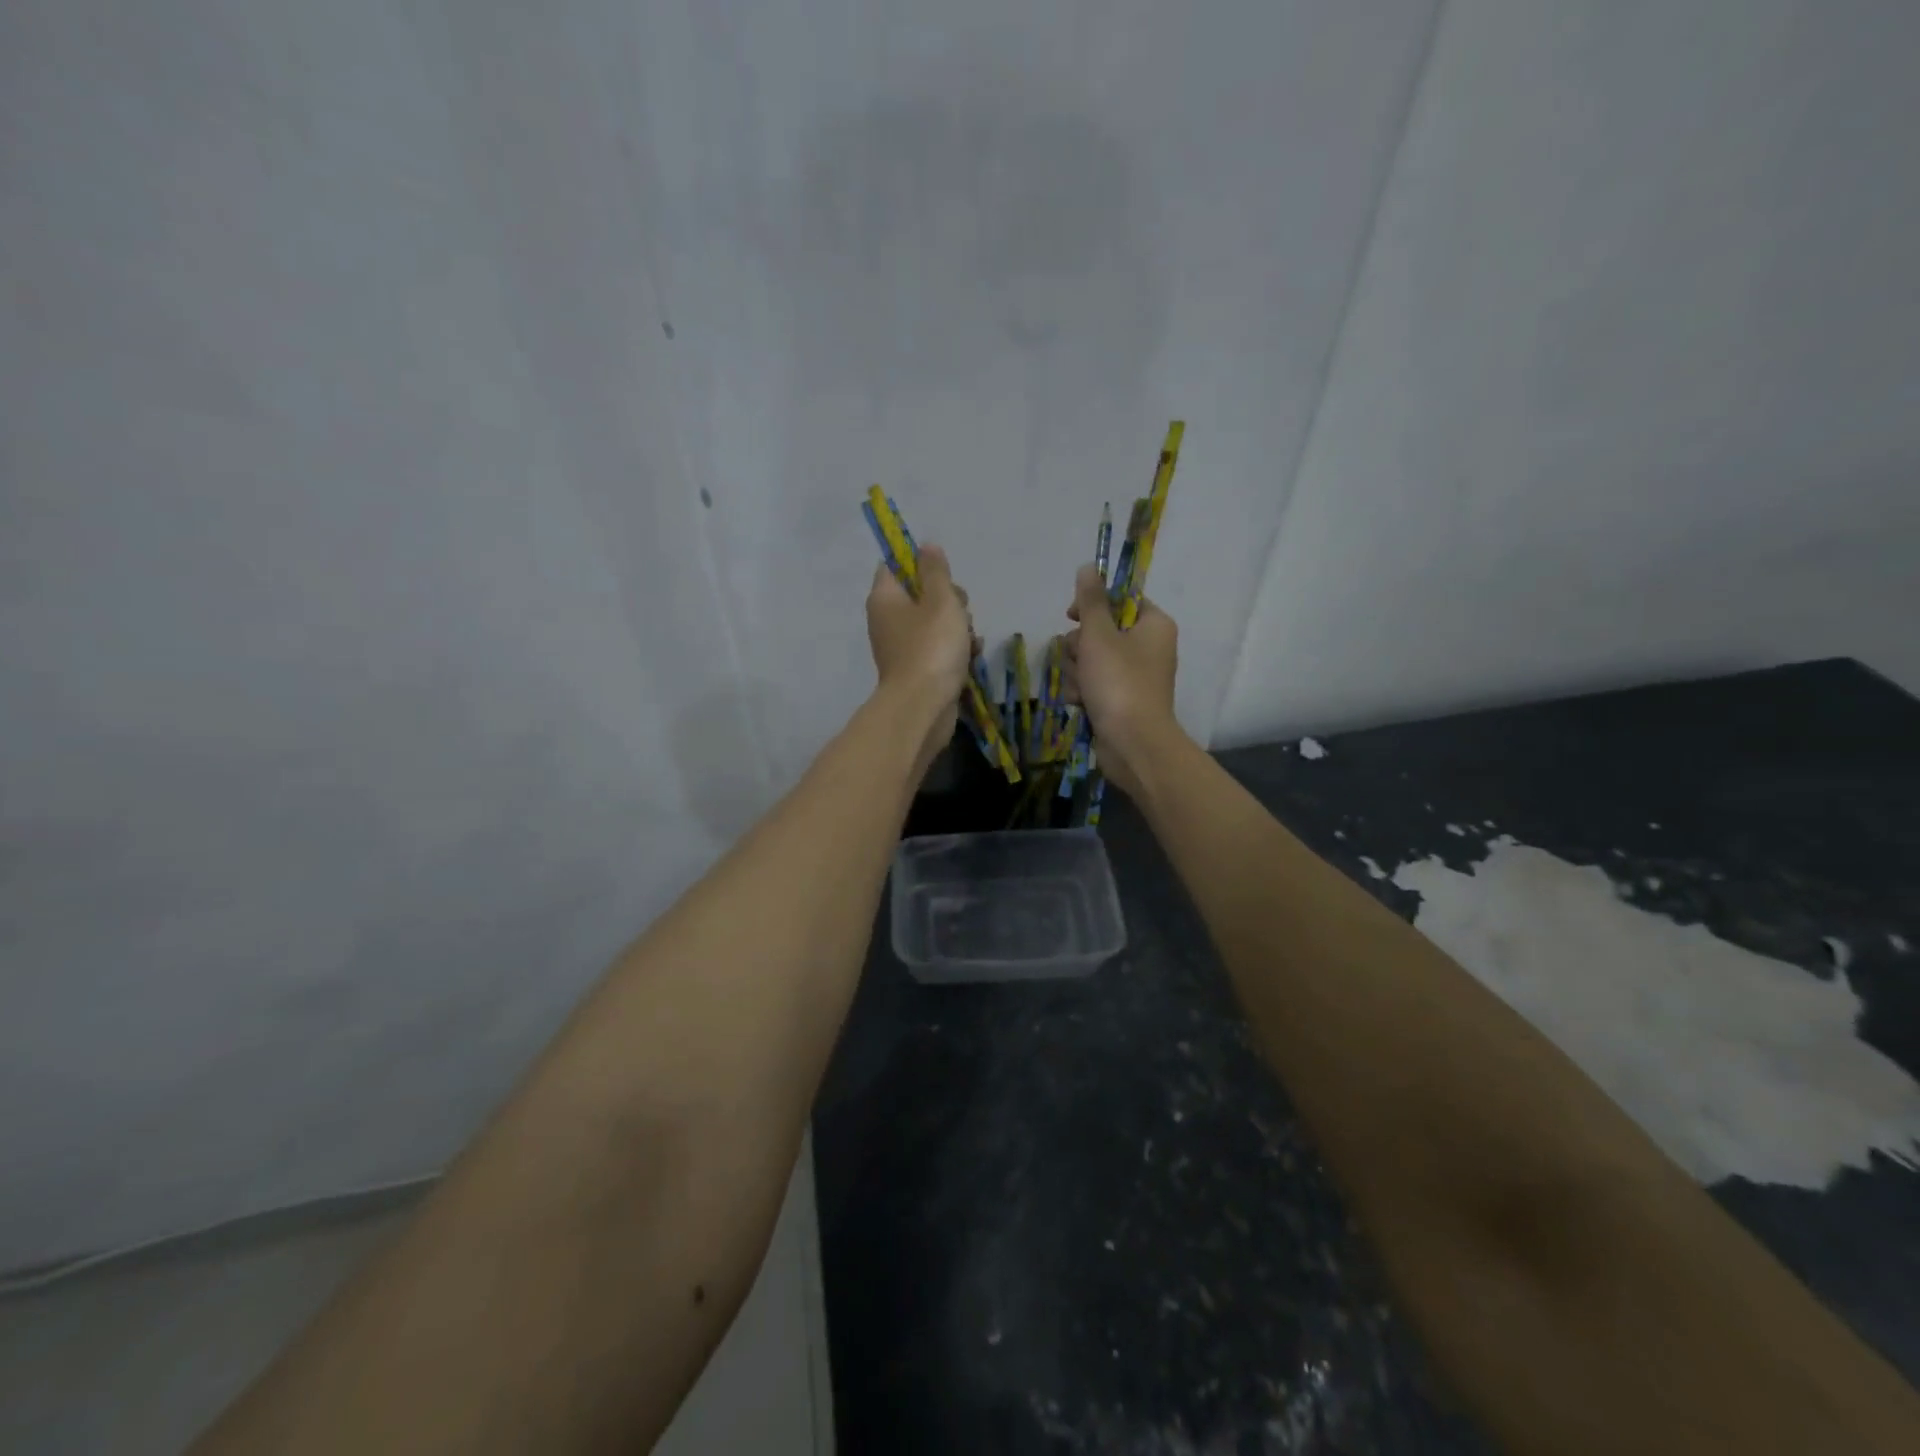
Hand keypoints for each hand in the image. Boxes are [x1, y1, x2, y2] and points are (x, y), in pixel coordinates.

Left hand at [867, 544, 976, 773]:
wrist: (923, 707)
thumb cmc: (931, 647)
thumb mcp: (940, 600)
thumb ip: (936, 571)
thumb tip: (926, 546)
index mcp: (885, 598)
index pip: (894, 565)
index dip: (920, 563)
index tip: (944, 574)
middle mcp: (887, 620)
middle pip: (920, 594)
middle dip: (949, 599)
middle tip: (960, 610)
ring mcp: (902, 647)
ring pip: (935, 622)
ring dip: (958, 626)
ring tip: (969, 638)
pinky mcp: (917, 669)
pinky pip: (939, 648)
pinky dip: (956, 649)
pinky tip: (972, 655)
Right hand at [1061, 564, 1179, 796]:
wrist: (1133, 744)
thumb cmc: (1119, 682)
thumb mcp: (1099, 635)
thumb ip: (1090, 601)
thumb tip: (1088, 566)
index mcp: (1153, 624)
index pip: (1120, 599)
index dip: (1092, 605)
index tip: (1071, 616)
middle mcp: (1148, 647)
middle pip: (1100, 631)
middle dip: (1079, 647)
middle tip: (1080, 659)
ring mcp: (1134, 676)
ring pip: (1091, 659)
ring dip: (1077, 672)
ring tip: (1080, 688)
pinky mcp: (1121, 700)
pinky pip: (1093, 684)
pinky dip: (1083, 692)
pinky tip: (1080, 703)